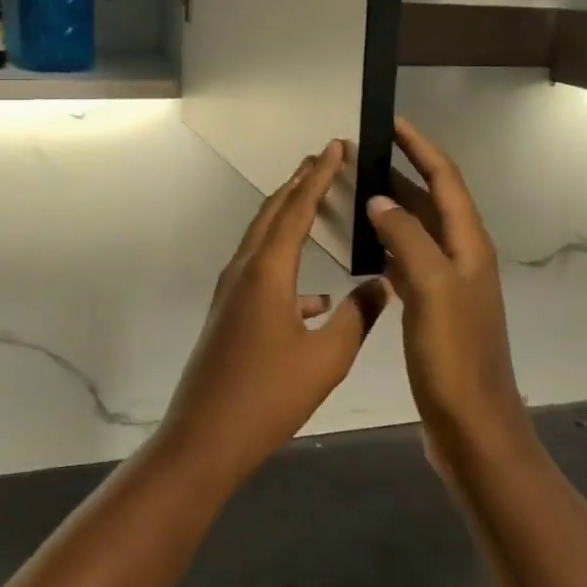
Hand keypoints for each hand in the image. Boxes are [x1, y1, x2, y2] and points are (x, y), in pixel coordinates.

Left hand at [161, 141, 391, 482]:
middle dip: (298, 184)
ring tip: (316, 205)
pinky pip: (260, 272)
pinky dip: (286, 265)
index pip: (297, 208)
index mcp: (267, 271)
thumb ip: (357, 317)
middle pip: (272, 213)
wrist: (204, 440)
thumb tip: (382, 285)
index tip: (334, 147)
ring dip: (288, 217)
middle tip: (323, 159)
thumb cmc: (268, 396)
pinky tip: (315, 297)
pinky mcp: (229, 314)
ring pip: (263, 239)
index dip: (318, 175)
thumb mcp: (326, 358)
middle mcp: (244, 270)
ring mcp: (231, 293)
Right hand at [365, 119, 523, 442]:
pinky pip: (407, 260)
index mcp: (469, 244)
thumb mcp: (431, 288)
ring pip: (416, 230)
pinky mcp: (433, 307)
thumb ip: (406, 237)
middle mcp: (461, 255)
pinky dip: (386, 244)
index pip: (444, 179)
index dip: (420, 147)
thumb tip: (378, 198)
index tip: (391, 122)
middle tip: (360, 156)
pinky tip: (362, 245)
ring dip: (390, 207)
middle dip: (399, 172)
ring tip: (354, 191)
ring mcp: (448, 282)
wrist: (473, 424)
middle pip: (430, 200)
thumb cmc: (455, 354)